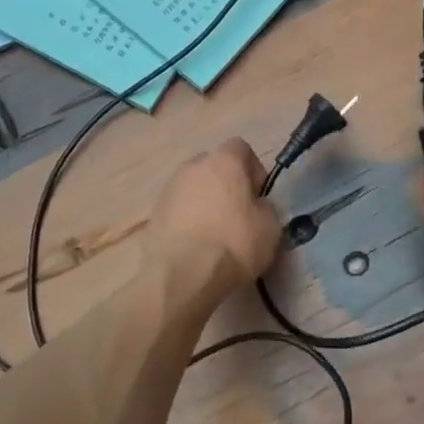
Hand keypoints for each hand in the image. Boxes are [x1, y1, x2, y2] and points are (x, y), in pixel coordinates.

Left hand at [146, 138, 281, 295]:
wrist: (183, 276)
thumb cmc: (234, 244)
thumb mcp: (270, 227)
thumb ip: (265, 207)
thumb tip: (256, 206)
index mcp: (224, 161)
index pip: (241, 147)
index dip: (253, 169)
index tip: (258, 195)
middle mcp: (192, 167)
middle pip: (213, 166)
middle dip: (225, 184)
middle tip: (237, 213)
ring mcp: (169, 189)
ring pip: (193, 187)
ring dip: (204, 202)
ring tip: (214, 233)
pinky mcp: (153, 214)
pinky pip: (177, 209)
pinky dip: (187, 220)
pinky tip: (195, 245)